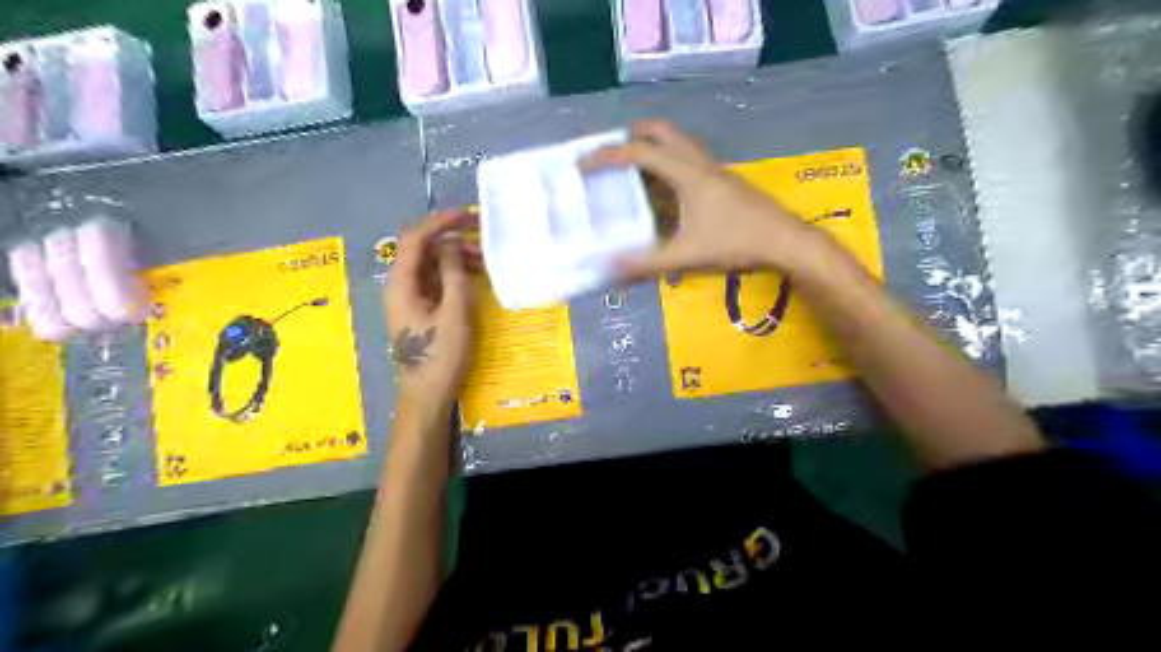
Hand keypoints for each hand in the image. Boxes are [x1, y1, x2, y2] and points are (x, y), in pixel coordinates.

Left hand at [385, 212, 481, 409]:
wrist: (426, 395)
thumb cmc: (441, 355)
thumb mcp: (454, 313)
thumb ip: (453, 274)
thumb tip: (452, 244)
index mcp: (402, 283)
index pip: (416, 239)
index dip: (440, 222)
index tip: (469, 217)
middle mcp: (400, 285)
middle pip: (423, 250)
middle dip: (452, 241)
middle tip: (484, 243)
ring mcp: (409, 298)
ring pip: (431, 266)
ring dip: (455, 259)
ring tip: (485, 263)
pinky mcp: (419, 310)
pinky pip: (435, 282)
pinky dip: (453, 275)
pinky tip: (474, 279)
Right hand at [585, 121, 838, 280]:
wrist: (786, 243)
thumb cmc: (736, 244)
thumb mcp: (686, 256)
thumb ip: (646, 264)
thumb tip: (607, 269)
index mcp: (687, 174)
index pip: (639, 153)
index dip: (607, 156)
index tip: (582, 163)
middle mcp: (700, 163)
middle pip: (663, 131)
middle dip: (633, 135)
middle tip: (612, 152)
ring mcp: (716, 171)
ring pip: (680, 144)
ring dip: (655, 147)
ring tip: (635, 169)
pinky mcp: (726, 183)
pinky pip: (691, 162)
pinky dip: (671, 165)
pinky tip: (667, 193)